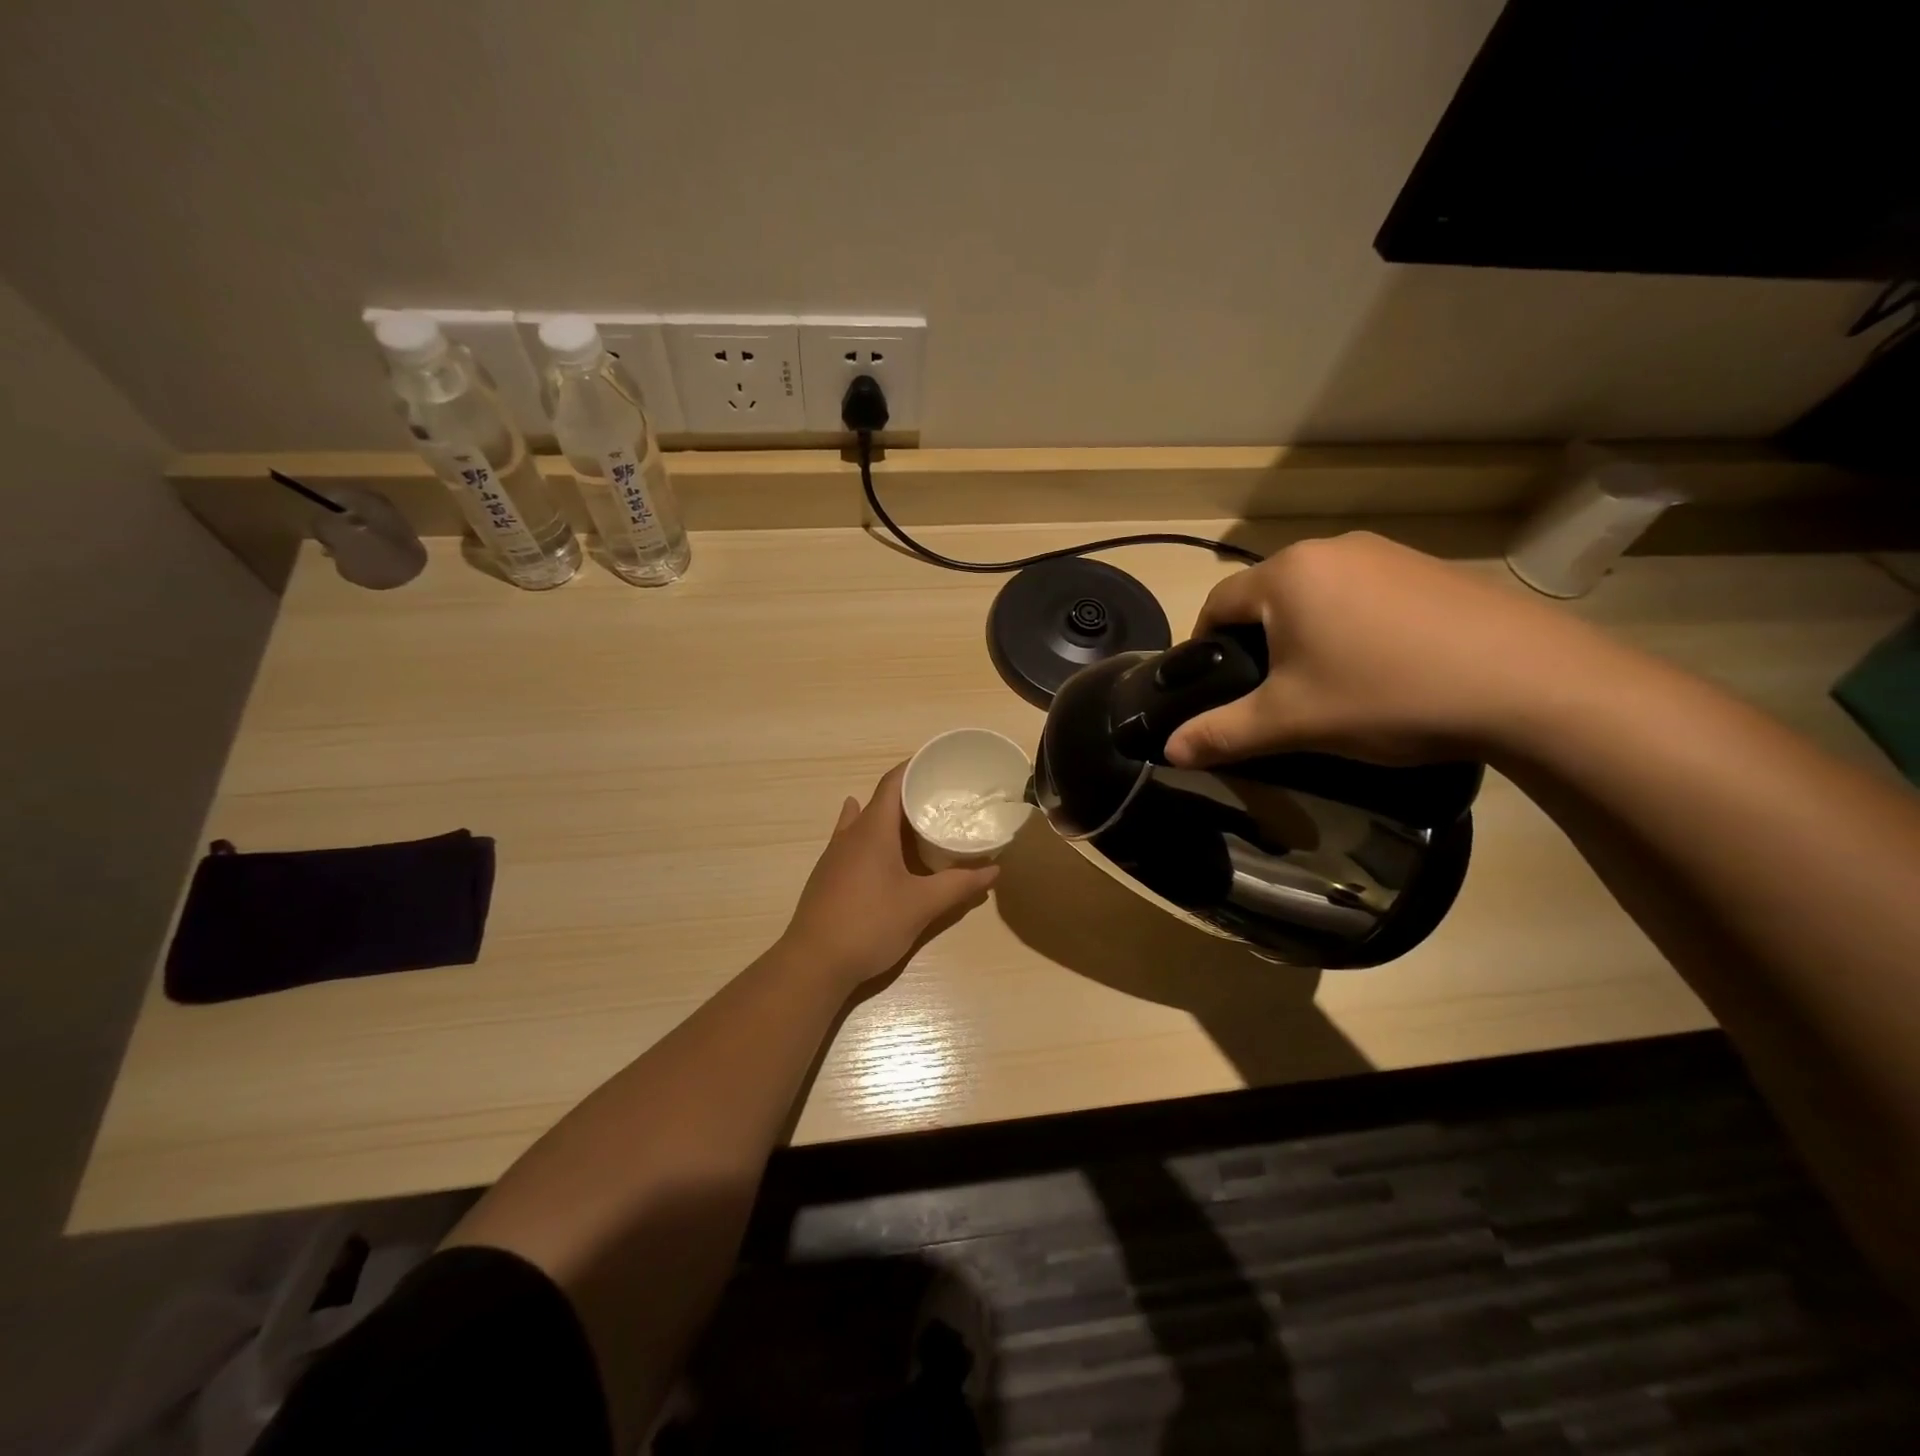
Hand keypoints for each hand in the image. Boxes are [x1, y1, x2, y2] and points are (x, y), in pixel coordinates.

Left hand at [780, 762, 1000, 990]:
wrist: (814, 963)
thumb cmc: (870, 924)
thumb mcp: (922, 905)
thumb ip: (959, 885)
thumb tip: (993, 870)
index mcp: (873, 830)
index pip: (893, 782)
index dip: (914, 767)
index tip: (940, 763)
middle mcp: (850, 834)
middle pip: (880, 800)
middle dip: (910, 794)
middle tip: (943, 797)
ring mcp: (835, 855)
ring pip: (865, 821)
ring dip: (891, 816)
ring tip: (919, 820)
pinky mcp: (829, 875)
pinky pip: (853, 842)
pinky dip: (874, 837)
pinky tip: (880, 847)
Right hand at [1164, 532, 1620, 767]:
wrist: (1531, 685)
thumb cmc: (1386, 695)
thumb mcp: (1292, 723)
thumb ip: (1221, 734)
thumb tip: (1168, 752)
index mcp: (1287, 575)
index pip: (1217, 603)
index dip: (1202, 646)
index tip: (1210, 687)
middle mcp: (1332, 549)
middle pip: (1267, 597)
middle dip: (1256, 642)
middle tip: (1269, 694)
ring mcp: (1388, 553)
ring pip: (1317, 595)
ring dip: (1305, 633)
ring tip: (1326, 683)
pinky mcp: (1431, 569)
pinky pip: (1365, 594)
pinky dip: (1353, 626)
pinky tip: (1381, 667)